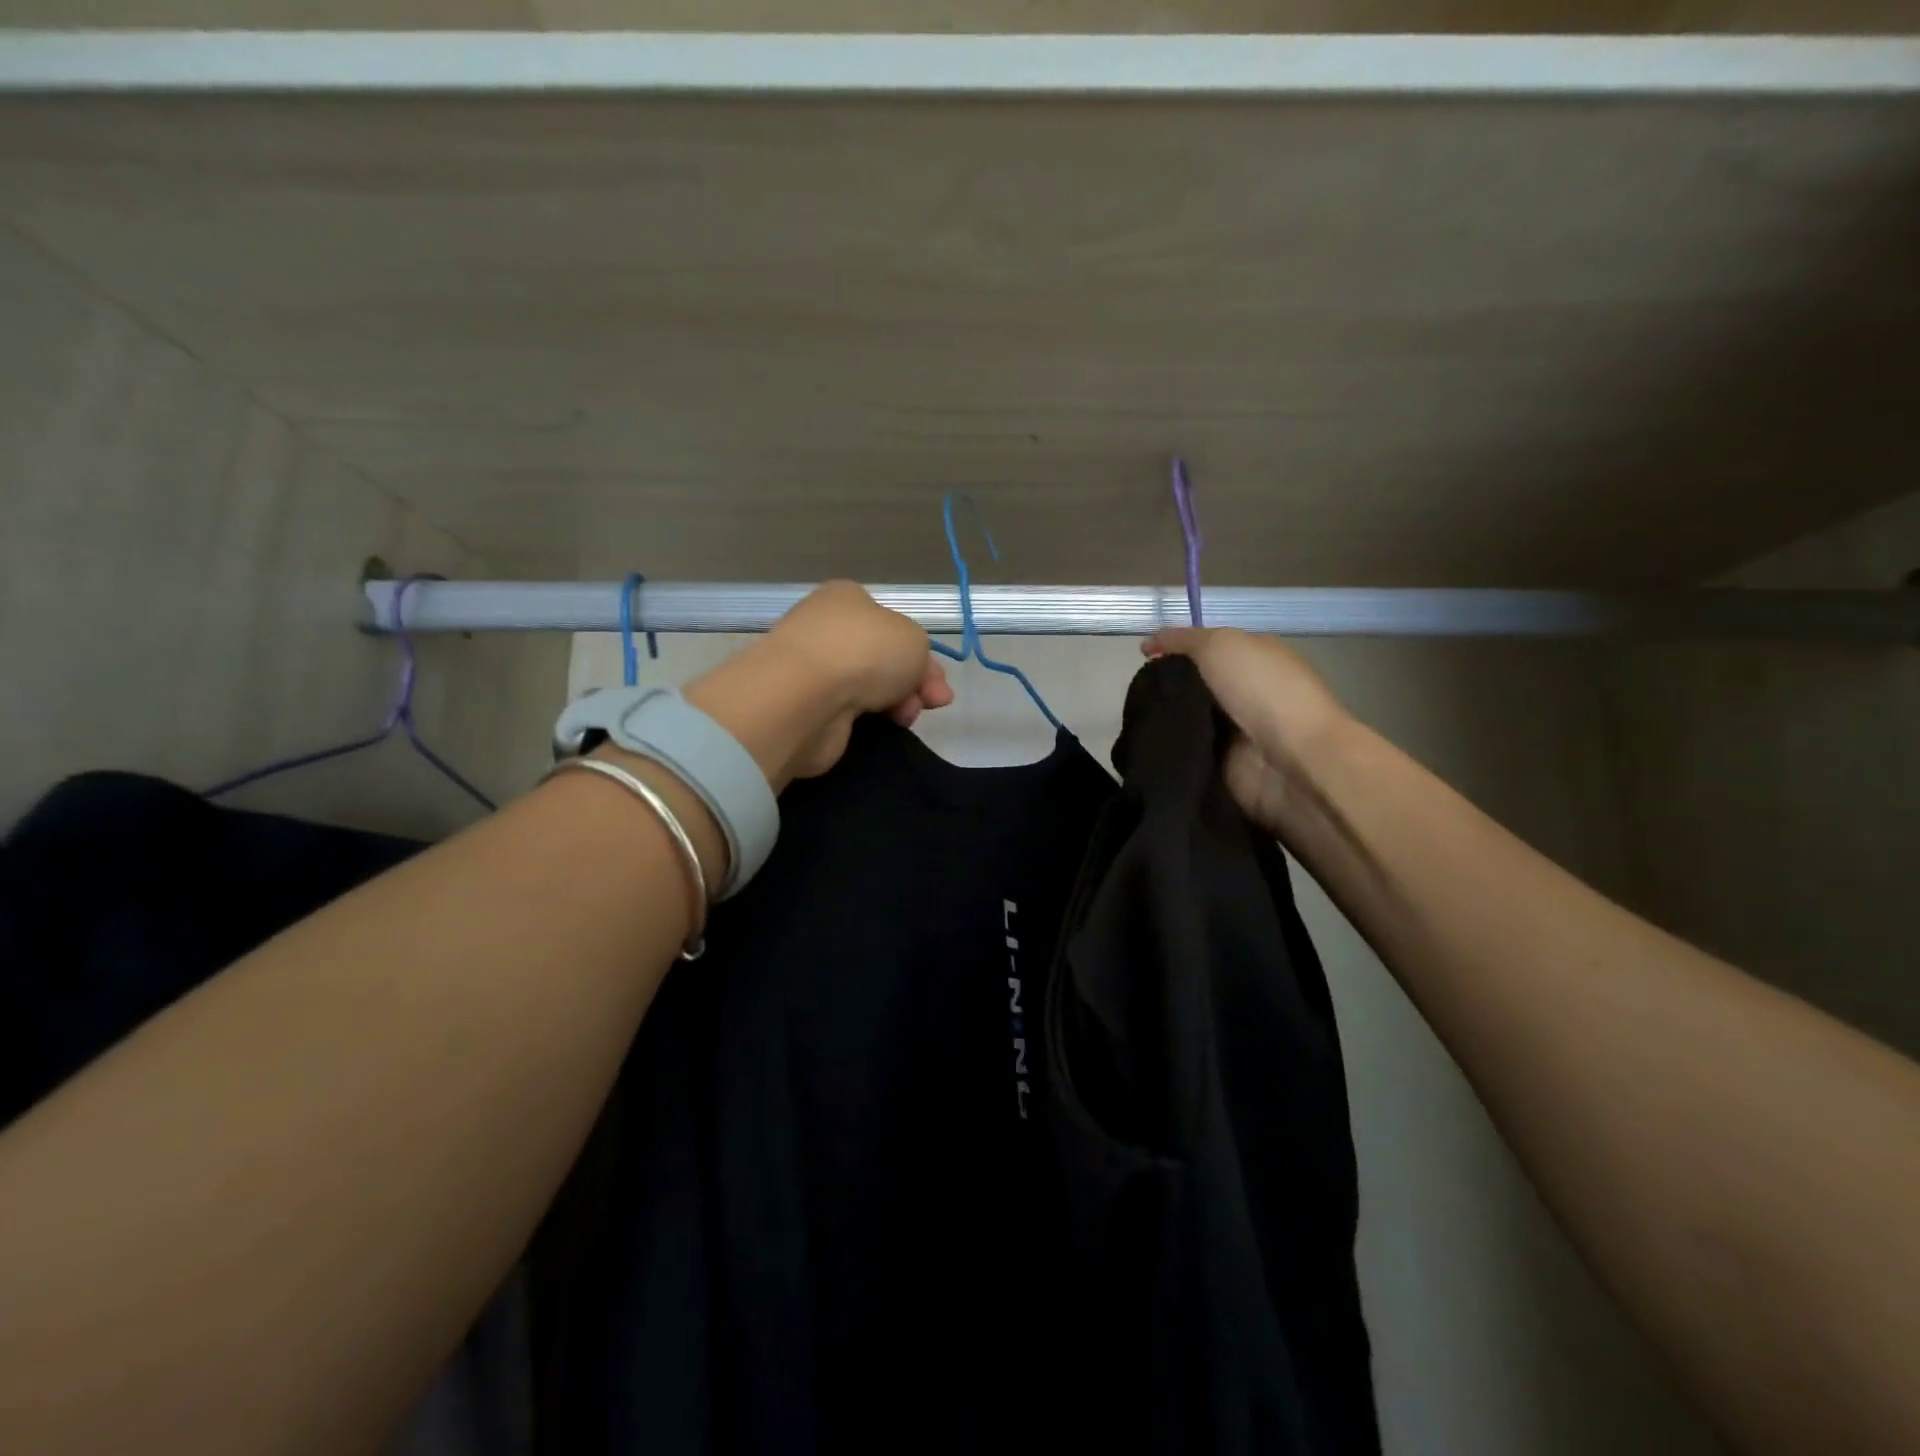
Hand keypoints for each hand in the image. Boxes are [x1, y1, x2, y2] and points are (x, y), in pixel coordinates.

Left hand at [686, 582, 953, 788]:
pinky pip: (848, 712)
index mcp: (847, 599)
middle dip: (914, 682)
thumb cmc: (864, 651)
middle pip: (883, 658)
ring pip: (868, 687)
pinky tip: (881, 727)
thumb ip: (920, 654)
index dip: (922, 654)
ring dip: (895, 703)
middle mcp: (826, 628)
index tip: (939, 683)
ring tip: (906, 717)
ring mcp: (813, 668)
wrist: (806, 696)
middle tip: (934, 702)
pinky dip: (867, 720)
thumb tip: (908, 677)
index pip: (892, 625)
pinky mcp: (805, 706)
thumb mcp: (914, 639)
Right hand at [1142, 627, 1349, 838]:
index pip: (1205, 650)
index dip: (1173, 651)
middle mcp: (1245, 693)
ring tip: (1135, 721)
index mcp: (1253, 658)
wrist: (1292, 762)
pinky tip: (1146, 746)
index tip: (1143, 660)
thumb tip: (1150, 644)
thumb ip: (1182, 640)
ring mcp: (1235, 733)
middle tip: (1136, 694)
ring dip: (1164, 721)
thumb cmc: (1263, 691)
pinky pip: (1186, 753)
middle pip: (1192, 686)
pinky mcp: (1223, 767)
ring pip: (1185, 721)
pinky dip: (1169, 750)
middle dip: (1164, 689)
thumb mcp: (1220, 645)